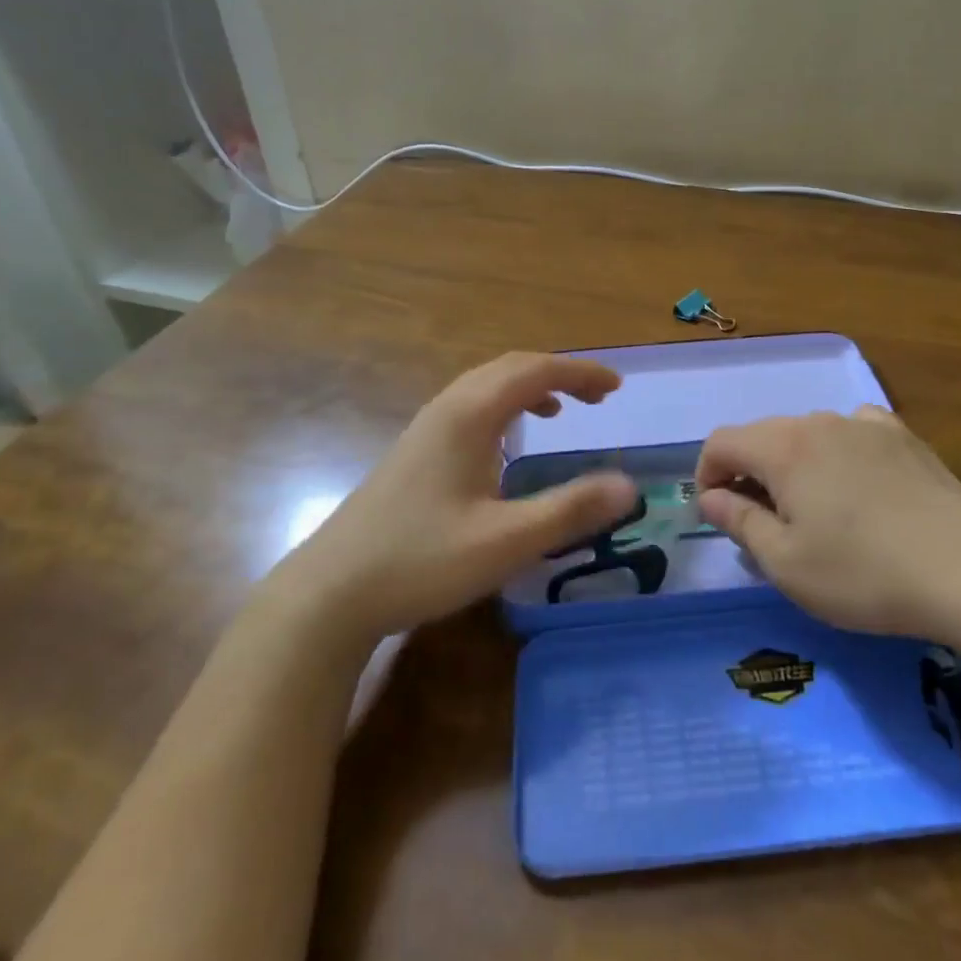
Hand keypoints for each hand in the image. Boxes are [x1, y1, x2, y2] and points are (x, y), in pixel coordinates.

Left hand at [269, 353, 637, 647]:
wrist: (331, 593)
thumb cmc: (421, 560)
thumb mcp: (505, 542)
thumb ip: (569, 510)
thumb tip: (629, 486)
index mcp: (470, 414)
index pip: (535, 371)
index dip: (580, 372)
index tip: (617, 387)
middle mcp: (447, 408)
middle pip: (510, 368)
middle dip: (559, 373)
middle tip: (599, 397)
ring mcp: (426, 428)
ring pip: (487, 386)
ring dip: (530, 387)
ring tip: (561, 411)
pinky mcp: (415, 451)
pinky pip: (471, 406)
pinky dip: (505, 407)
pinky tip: (508, 444)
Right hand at [695, 407, 960, 658]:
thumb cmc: (862, 573)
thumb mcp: (786, 563)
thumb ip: (739, 522)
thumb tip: (710, 497)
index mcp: (782, 448)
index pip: (722, 441)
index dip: (706, 473)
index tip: (715, 511)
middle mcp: (818, 422)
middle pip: (763, 435)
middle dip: (748, 471)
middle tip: (760, 520)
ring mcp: (864, 423)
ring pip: (808, 433)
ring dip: (793, 463)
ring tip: (813, 508)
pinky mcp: (901, 435)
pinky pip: (853, 431)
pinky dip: (839, 452)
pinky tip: (857, 482)